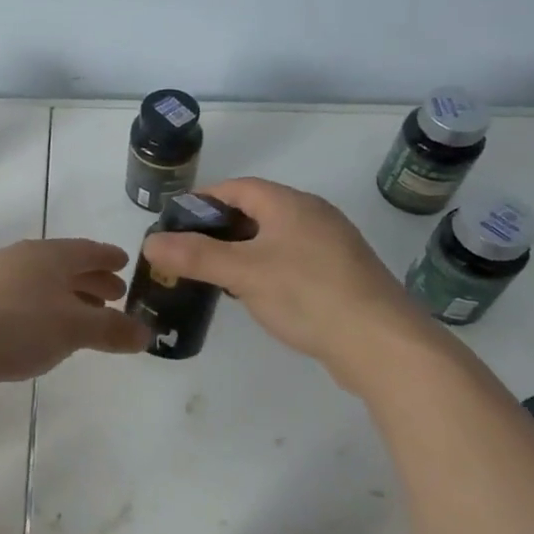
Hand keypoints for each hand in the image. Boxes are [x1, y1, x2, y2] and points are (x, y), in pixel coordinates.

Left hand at [0, 238, 150, 406]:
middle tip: (114, 294)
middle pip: (63, 265)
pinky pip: (20, 300)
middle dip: (90, 279)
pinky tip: (42, 331)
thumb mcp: (72, 329)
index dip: (108, 257)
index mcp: (46, 255)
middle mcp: (19, 259)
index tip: (125, 262)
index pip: (87, 250)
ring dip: (66, 296)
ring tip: (84, 316)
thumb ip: (111, 329)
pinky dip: (41, 310)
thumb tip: (145, 332)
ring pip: (40, 283)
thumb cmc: (16, 328)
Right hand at [140, 178, 428, 370]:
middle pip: (255, 210)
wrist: (384, 345)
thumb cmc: (308, 295)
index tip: (174, 222)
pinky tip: (256, 294)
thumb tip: (150, 243)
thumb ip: (194, 255)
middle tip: (188, 252)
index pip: (237, 188)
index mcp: (290, 204)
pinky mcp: (342, 275)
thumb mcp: (243, 273)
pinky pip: (293, 260)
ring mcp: (332, 246)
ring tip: (215, 274)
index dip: (202, 200)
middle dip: (219, 228)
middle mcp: (313, 216)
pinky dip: (266, 268)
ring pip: (274, 237)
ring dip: (242, 250)